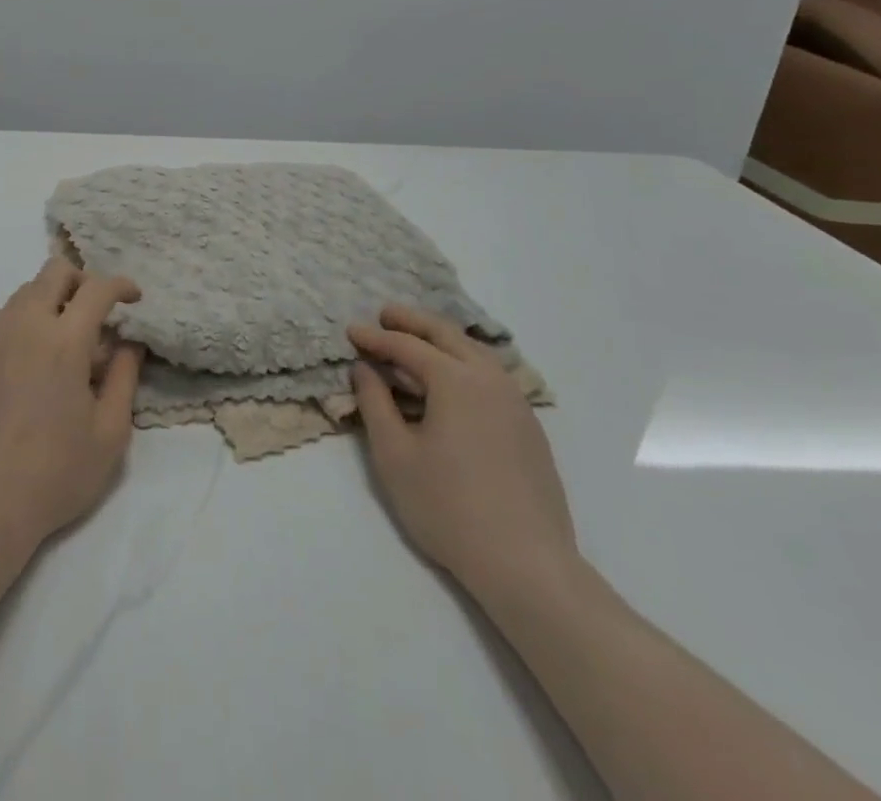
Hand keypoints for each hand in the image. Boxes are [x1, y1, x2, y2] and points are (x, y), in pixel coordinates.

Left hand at [0, 259, 144, 554]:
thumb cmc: (56, 472)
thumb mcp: (110, 432)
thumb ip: (125, 377)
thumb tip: (129, 343)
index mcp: (64, 341)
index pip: (97, 288)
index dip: (121, 285)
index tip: (134, 299)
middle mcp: (25, 325)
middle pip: (55, 272)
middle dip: (83, 281)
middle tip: (98, 313)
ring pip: (26, 291)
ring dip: (53, 300)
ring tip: (66, 340)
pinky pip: (4, 316)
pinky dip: (26, 319)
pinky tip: (34, 359)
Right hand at [349, 306, 576, 598]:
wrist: (527, 565)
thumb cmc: (448, 507)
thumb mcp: (394, 455)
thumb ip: (375, 403)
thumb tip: (365, 368)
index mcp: (455, 380)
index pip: (407, 346)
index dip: (376, 337)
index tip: (351, 330)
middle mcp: (489, 379)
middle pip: (447, 335)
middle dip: (413, 322)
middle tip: (385, 315)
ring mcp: (515, 402)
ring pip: (475, 352)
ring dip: (442, 339)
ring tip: (416, 340)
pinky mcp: (529, 427)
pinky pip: (491, 375)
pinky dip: (464, 361)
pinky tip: (452, 378)